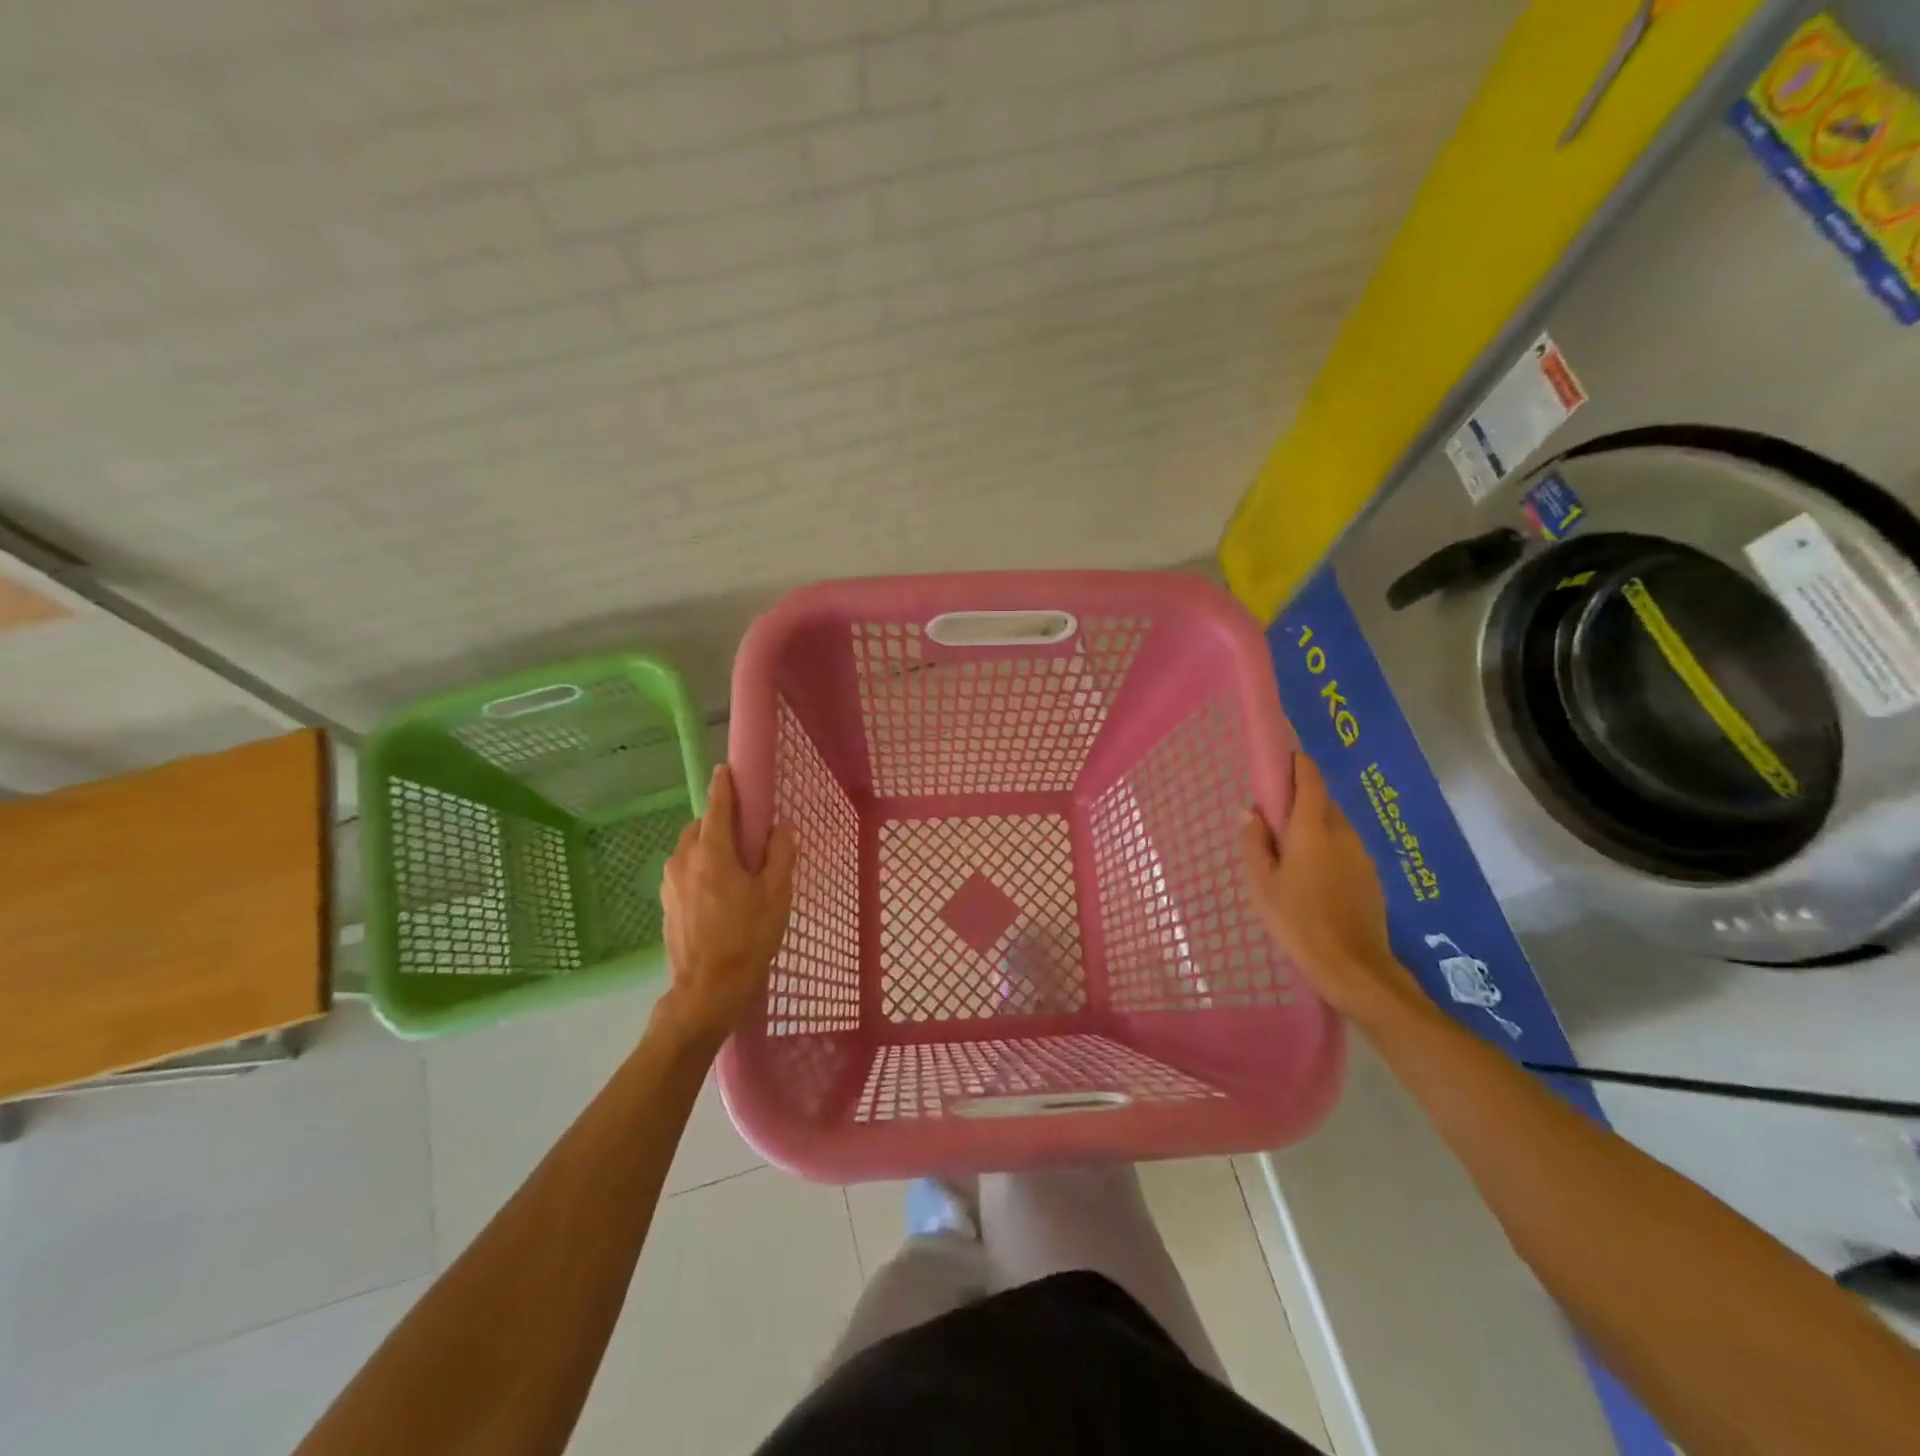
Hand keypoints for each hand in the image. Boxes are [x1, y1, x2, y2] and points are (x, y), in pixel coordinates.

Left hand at [659, 764, 796, 1048]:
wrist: (707, 990)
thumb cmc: (748, 937)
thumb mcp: (776, 894)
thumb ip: (781, 855)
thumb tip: (782, 827)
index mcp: (712, 853)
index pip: (717, 807)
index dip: (724, 786)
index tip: (726, 770)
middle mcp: (683, 860)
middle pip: (701, 827)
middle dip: (720, 820)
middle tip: (746, 832)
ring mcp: (670, 883)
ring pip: (690, 849)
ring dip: (709, 845)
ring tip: (735, 864)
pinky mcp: (666, 903)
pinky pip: (685, 871)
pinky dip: (701, 867)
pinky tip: (720, 889)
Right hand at [1240, 753, 1420, 1026]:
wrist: (1352, 967)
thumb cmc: (1297, 921)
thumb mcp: (1262, 884)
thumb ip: (1254, 843)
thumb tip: (1251, 812)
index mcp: (1312, 829)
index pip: (1310, 780)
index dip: (1297, 764)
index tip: (1281, 760)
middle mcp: (1342, 833)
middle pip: (1323, 802)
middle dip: (1301, 801)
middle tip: (1274, 819)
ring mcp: (1362, 855)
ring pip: (1336, 826)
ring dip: (1315, 827)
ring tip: (1291, 853)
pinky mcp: (1371, 876)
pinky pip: (1345, 849)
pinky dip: (1329, 849)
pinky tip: (1314, 877)